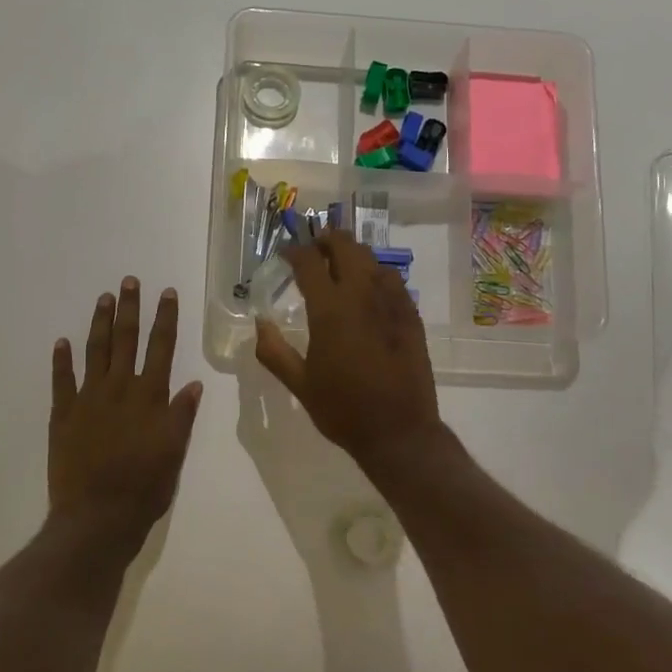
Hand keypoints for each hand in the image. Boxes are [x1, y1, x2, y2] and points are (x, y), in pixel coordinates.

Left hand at [48, 278, 202, 554]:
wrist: (96, 517)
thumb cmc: (144, 488)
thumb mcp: (174, 453)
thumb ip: (182, 415)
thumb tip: (193, 383)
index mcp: (149, 397)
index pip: (161, 348)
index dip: (165, 319)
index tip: (167, 293)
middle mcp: (119, 389)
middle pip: (126, 340)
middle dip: (130, 309)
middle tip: (129, 281)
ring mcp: (87, 400)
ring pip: (95, 352)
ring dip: (100, 323)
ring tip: (104, 298)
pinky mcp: (63, 415)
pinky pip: (61, 381)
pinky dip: (62, 360)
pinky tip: (62, 342)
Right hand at [254, 232, 441, 466]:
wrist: (399, 431)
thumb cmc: (343, 410)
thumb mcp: (299, 384)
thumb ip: (274, 351)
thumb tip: (259, 323)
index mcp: (330, 310)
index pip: (309, 262)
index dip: (295, 251)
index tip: (287, 253)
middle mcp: (362, 296)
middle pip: (346, 247)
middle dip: (327, 240)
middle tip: (314, 249)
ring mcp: (392, 303)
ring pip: (372, 259)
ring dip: (353, 255)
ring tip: (340, 265)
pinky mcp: (411, 315)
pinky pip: (393, 280)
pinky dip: (376, 274)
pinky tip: (369, 289)